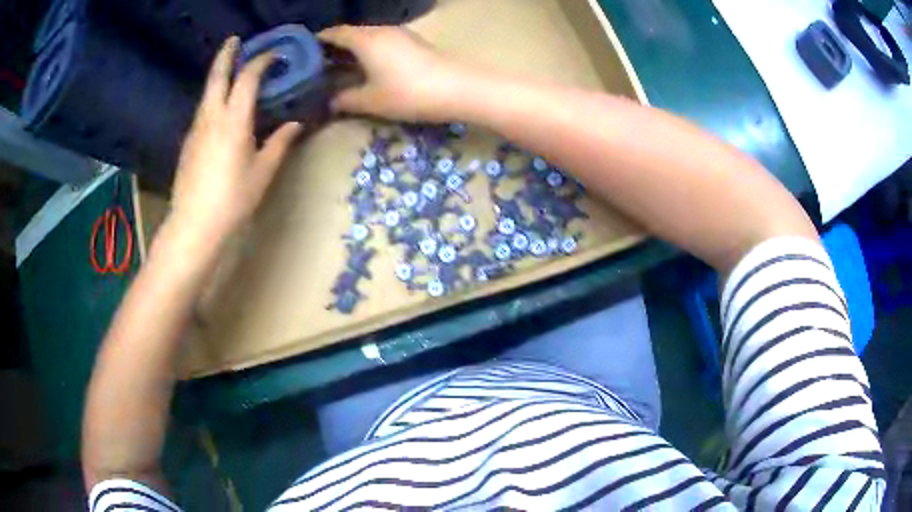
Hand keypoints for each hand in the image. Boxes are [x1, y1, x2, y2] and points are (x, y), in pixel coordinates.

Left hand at [170, 37, 301, 241]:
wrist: (193, 226)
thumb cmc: (232, 200)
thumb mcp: (262, 173)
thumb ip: (280, 144)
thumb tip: (295, 125)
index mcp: (233, 121)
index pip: (247, 79)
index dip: (261, 62)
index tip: (274, 55)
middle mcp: (211, 117)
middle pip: (217, 76)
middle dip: (227, 55)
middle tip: (235, 41)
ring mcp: (196, 130)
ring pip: (207, 93)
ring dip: (218, 76)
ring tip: (229, 70)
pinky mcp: (188, 143)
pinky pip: (202, 111)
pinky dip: (212, 99)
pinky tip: (219, 107)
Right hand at [318, 26, 463, 121]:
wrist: (458, 89)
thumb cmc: (409, 93)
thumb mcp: (370, 100)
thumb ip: (344, 100)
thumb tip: (327, 102)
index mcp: (364, 39)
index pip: (332, 33)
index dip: (315, 43)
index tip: (301, 57)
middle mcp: (379, 30)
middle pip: (348, 33)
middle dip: (330, 48)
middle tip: (316, 67)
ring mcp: (398, 34)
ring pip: (365, 37)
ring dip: (350, 50)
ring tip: (337, 69)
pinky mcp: (412, 42)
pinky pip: (380, 41)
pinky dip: (366, 51)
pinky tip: (364, 68)